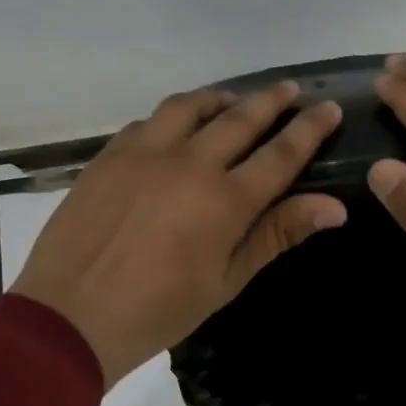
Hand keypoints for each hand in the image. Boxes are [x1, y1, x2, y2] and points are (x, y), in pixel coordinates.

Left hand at [11, 82, 346, 390]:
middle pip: (240, 118)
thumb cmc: (159, 310)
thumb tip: (334, 206)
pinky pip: (149, 121)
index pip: (281, 154)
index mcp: (225, 201)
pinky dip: (172, 117)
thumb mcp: (226, 280)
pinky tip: (175, 128)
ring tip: (232, 100)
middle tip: (289, 89)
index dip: (309, 128)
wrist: (71, 315)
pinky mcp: (110, 155)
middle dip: (271, 100)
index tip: (329, 107)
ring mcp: (145, 153)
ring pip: (190, 107)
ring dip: (219, 98)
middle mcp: (190, 163)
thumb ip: (276, 234)